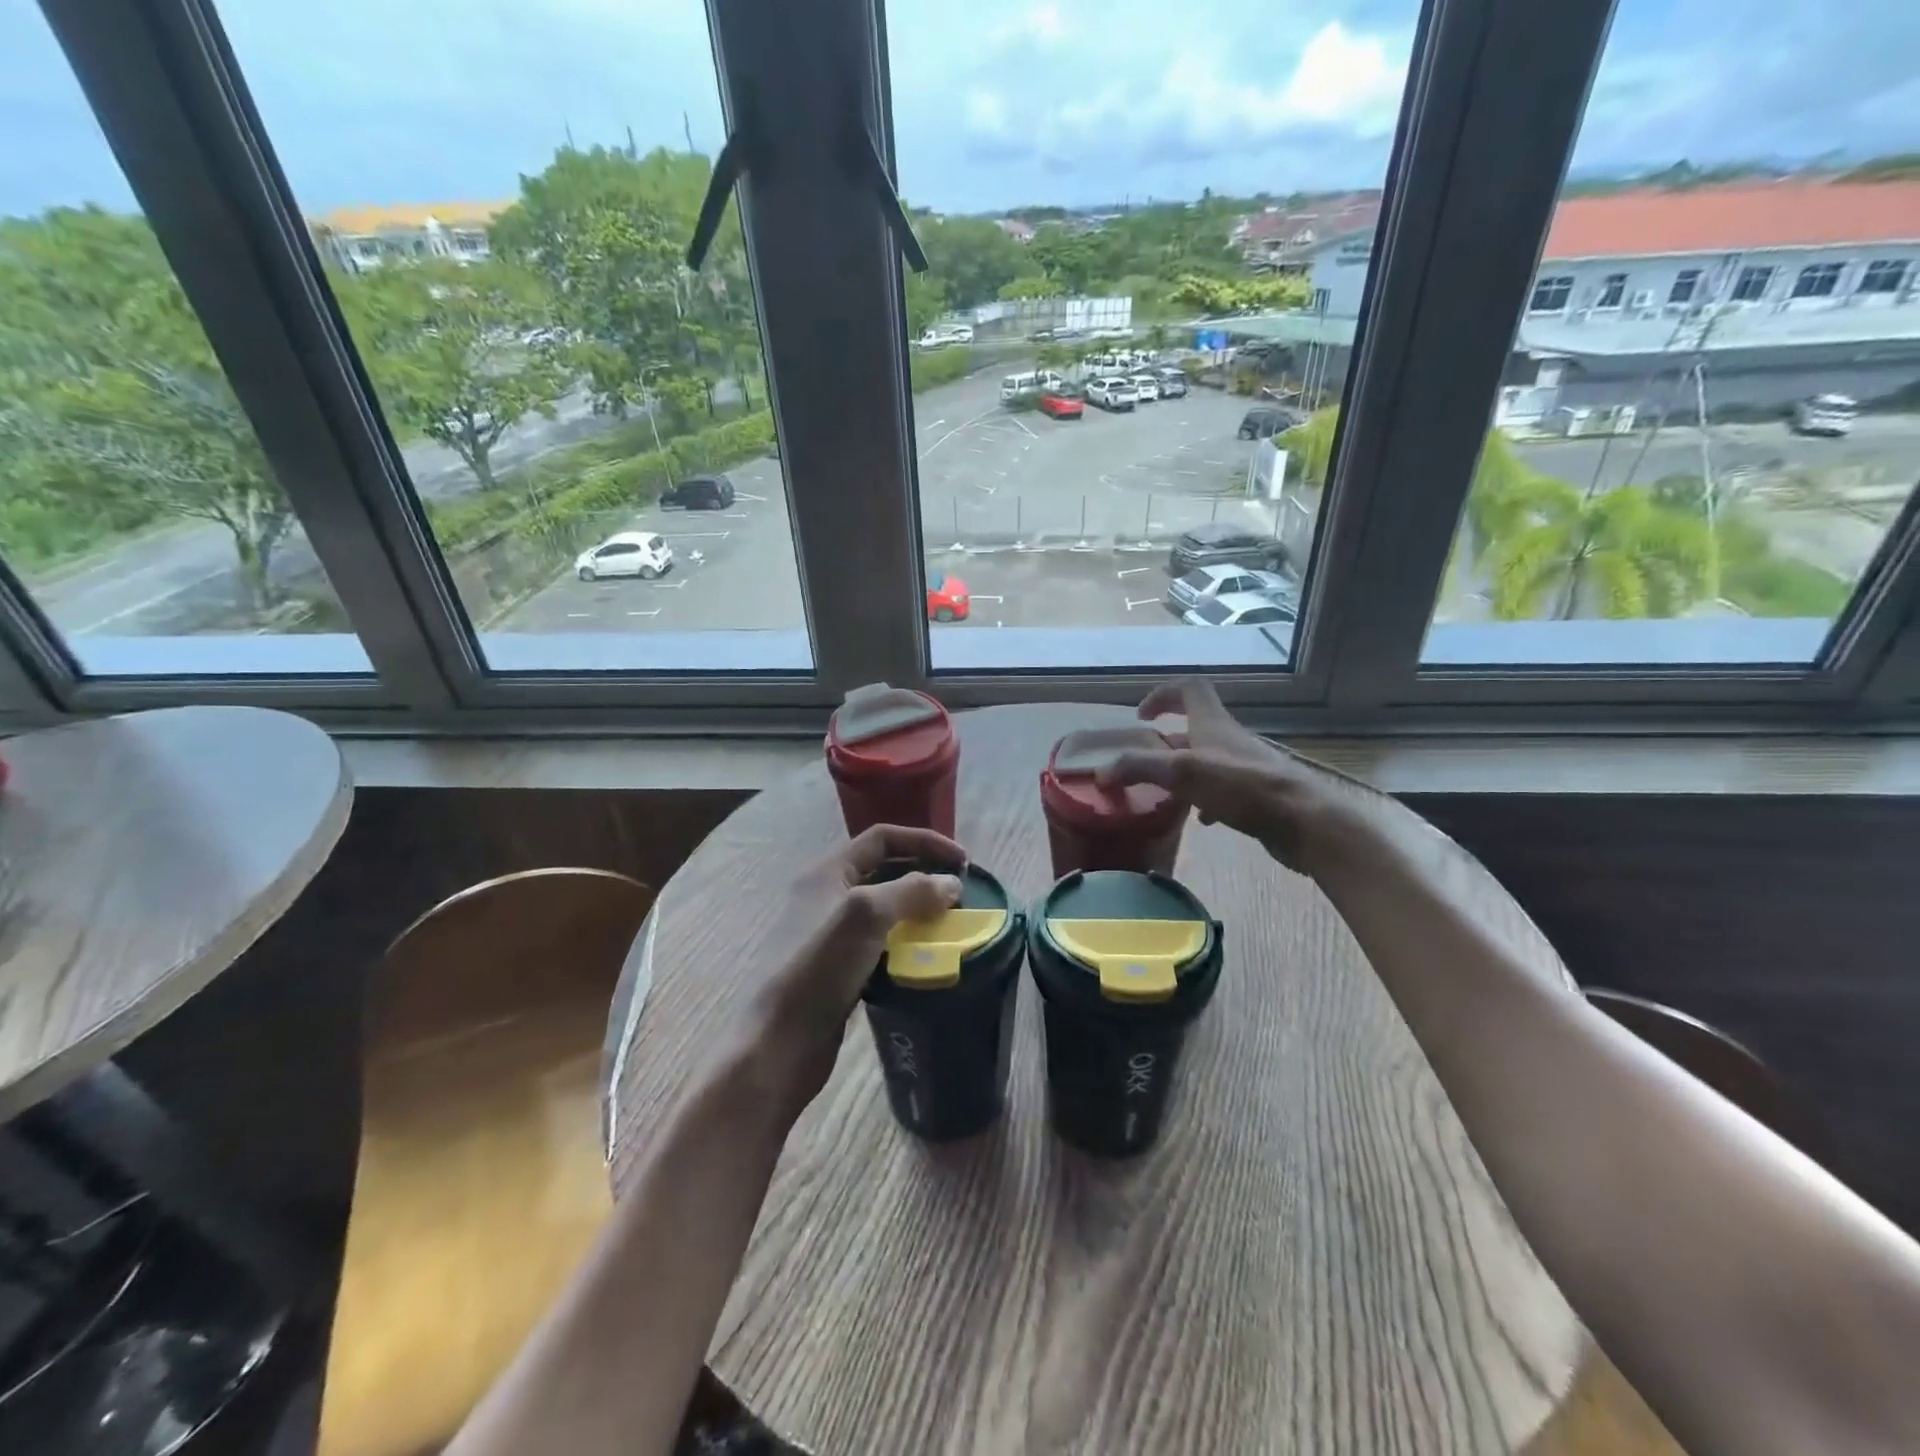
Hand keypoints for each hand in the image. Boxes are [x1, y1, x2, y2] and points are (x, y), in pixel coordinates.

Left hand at [738, 824, 965, 1115]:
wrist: (777, 1044)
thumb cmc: (817, 968)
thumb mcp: (866, 915)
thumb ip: (911, 891)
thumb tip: (951, 884)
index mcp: (827, 872)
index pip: (882, 838)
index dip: (925, 841)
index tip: (964, 863)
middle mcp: (827, 897)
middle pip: (885, 871)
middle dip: (924, 876)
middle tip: (962, 894)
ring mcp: (831, 936)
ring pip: (885, 911)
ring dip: (919, 912)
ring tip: (953, 926)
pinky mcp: (839, 971)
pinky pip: (882, 945)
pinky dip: (908, 945)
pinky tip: (929, 959)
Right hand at [1095, 678, 1354, 876]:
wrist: (1304, 822)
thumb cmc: (1243, 788)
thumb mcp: (1183, 773)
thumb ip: (1140, 768)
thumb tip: (1102, 772)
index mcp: (1213, 723)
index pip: (1189, 688)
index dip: (1162, 694)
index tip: (1141, 717)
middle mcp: (1230, 739)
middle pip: (1196, 725)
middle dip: (1167, 740)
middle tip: (1145, 760)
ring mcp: (1246, 767)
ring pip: (1208, 759)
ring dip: (1184, 769)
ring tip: (1164, 790)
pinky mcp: (1257, 794)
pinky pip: (1224, 789)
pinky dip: (1205, 798)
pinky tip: (1199, 818)